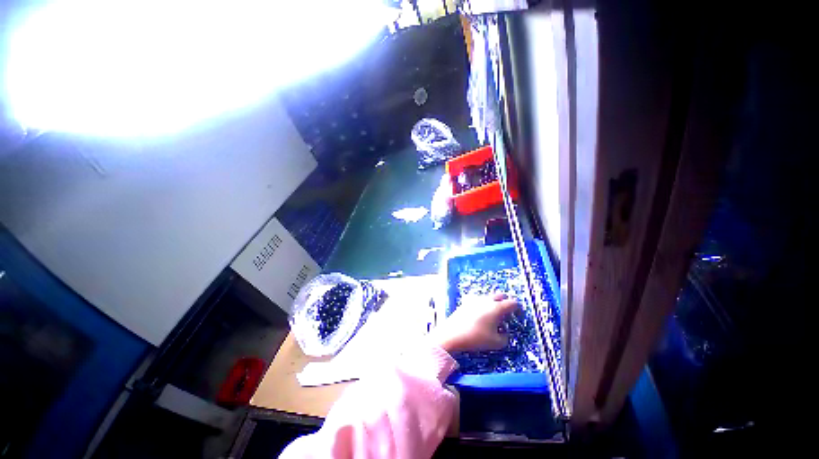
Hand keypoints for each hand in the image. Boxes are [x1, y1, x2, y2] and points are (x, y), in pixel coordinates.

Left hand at [431, 293, 519, 353]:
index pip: (513, 303)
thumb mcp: (497, 343)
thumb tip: (504, 332)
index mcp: (497, 307)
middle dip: (506, 303)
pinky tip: (480, 314)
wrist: (453, 334)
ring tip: (493, 316)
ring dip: (494, 303)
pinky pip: (478, 300)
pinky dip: (482, 304)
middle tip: (507, 315)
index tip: (518, 316)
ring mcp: (475, 299)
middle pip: (501, 296)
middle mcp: (487, 300)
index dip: (518, 309)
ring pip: (489, 297)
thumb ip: (506, 337)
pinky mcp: (466, 301)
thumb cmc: (477, 338)